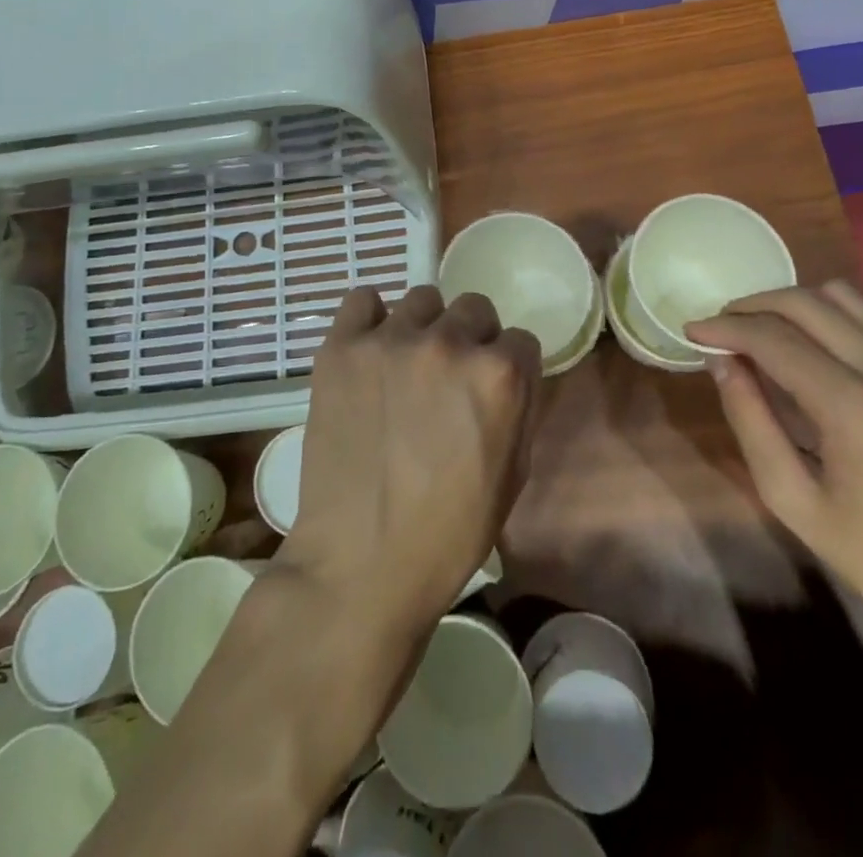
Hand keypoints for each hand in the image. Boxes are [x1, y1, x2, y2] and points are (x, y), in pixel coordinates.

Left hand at [279, 285, 539, 636]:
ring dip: (423, 328)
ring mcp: (391, 340)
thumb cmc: (448, 533)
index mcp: (499, 375)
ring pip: (422, 300)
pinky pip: (362, 301)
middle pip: (473, 308)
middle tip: (448, 379)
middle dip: (471, 340)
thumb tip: (509, 372)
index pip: (520, 339)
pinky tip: (370, 352)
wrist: (361, 563)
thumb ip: (518, 407)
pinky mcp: (342, 347)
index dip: (509, 366)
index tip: (490, 389)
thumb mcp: (513, 474)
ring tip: (405, 368)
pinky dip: (370, 320)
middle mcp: (449, 343)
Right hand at [689, 281, 862, 670]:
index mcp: (859, 411)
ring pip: (847, 300)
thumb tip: (722, 363)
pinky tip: (819, 358)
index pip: (776, 339)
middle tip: (723, 326)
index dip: (726, 328)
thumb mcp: (794, 501)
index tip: (694, 330)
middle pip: (809, 303)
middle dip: (754, 305)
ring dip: (795, 306)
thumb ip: (751, 421)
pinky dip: (835, 326)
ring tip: (766, 332)